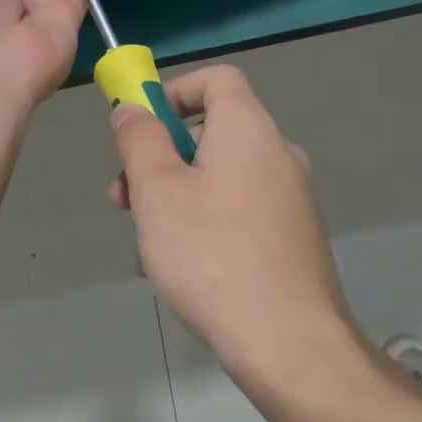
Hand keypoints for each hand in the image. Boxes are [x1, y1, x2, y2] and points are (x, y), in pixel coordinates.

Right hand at [108, 66, 361, 386]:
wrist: (290, 342)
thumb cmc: (212, 255)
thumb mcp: (158, 191)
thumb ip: (140, 139)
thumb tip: (132, 108)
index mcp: (249, 128)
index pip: (217, 78)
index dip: (174, 91)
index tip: (141, 129)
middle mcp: (279, 152)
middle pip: (213, 130)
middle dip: (162, 156)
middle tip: (126, 200)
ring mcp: (292, 196)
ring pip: (222, 176)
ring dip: (178, 196)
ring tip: (150, 248)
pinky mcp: (295, 235)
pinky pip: (241, 210)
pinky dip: (208, 222)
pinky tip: (186, 270)